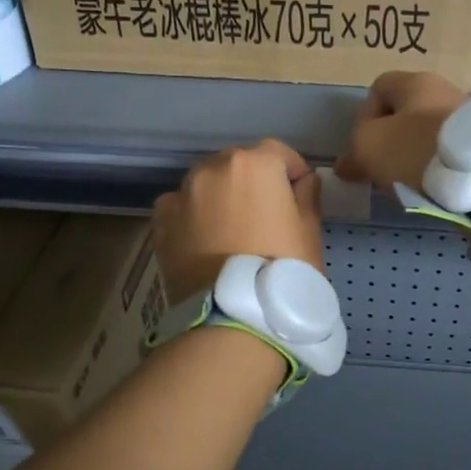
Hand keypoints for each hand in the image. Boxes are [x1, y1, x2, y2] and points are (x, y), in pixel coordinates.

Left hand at [153, 139, 323, 302]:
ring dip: (219, 197)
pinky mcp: (161, 222)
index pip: (278, 152)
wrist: (234, 316)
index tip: (299, 195)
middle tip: (264, 217)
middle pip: (238, 165)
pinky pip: (180, 208)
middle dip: (252, 182)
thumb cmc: (282, 270)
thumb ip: (307, 196)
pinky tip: (203, 242)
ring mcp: (182, 194)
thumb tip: (303, 181)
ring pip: (206, 184)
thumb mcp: (309, 232)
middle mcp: (212, 168)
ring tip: (231, 232)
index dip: (292, 172)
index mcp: (254, 164)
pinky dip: (191, 216)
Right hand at [331, 70, 468, 193]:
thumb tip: (346, 165)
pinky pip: (450, 150)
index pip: (378, 88)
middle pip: (405, 113)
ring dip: (414, 155)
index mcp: (414, 82)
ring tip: (410, 183)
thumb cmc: (416, 149)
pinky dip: (438, 166)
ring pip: (428, 133)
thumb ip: (352, 152)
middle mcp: (443, 89)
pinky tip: (436, 186)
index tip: (362, 147)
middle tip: (383, 169)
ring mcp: (468, 115)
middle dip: (390, 140)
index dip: (364, 116)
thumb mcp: (368, 146)